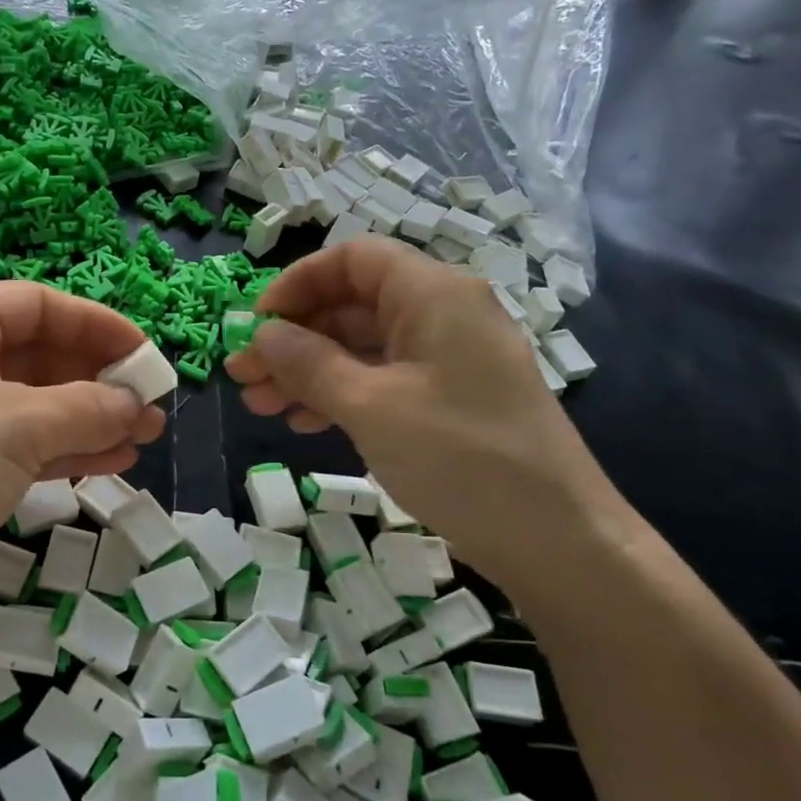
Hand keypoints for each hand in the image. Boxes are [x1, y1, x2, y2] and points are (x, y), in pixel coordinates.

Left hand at [0, 284, 164, 657]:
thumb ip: (87, 407)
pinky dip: (69, 450)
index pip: (34, 305)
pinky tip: (115, 460)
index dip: (95, 323)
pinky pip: (25, 447)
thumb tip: (138, 405)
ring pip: (37, 405)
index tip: (146, 354)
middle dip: (99, 377)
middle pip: (38, 354)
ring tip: (147, 434)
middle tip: (152, 403)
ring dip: (92, 416)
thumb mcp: (15, 425)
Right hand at [224, 239, 628, 596]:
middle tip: (243, 375)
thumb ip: (309, 363)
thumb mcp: (372, 407)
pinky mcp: (448, 400)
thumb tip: (262, 334)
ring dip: (308, 371)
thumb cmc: (461, 458)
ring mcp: (447, 360)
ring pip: (361, 347)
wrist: (557, 541)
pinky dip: (340, 395)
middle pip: (352, 305)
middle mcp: (442, 315)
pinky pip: (381, 381)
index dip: (296, 283)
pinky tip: (303, 423)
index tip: (256, 325)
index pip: (353, 259)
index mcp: (434, 294)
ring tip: (260, 405)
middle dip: (293, 337)